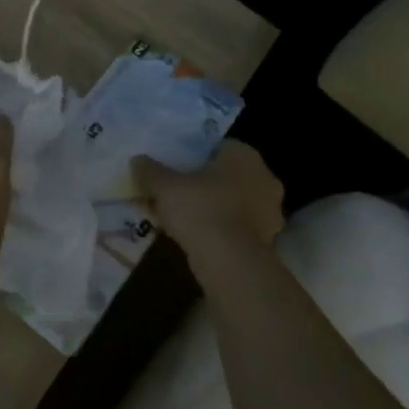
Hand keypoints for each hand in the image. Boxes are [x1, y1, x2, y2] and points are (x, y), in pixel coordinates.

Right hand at [133, 140, 284, 255]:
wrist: (230, 262)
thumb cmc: (200, 209)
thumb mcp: (164, 187)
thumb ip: (150, 171)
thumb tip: (137, 160)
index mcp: (244, 156)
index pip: (219, 147)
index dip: (195, 157)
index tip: (176, 170)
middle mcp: (264, 177)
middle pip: (228, 175)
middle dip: (205, 184)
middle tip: (178, 195)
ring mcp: (271, 210)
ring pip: (235, 202)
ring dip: (215, 208)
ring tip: (185, 220)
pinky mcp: (269, 239)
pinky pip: (239, 227)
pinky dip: (223, 230)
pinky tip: (200, 239)